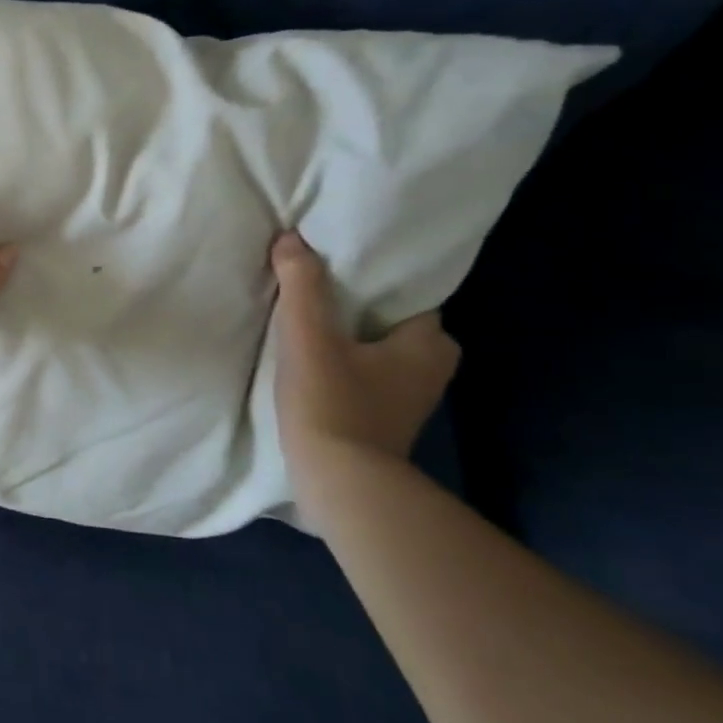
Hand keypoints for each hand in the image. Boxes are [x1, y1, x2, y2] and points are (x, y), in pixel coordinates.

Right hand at [270, 231, 459, 467]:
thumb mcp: (309, 337)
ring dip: (346, 340)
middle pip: (390, 323)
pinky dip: (343, 367)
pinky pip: (365, 377)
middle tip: (312, 295)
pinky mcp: (383, 420)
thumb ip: (302, 286)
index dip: (372, 280)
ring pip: (377, 352)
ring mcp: (408, 399)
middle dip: (355, 310)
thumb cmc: (333, 403)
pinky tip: (310, 363)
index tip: (334, 268)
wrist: (339, 483)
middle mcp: (431, 370)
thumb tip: (291, 238)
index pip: (407, 296)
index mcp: (429, 344)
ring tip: (304, 325)